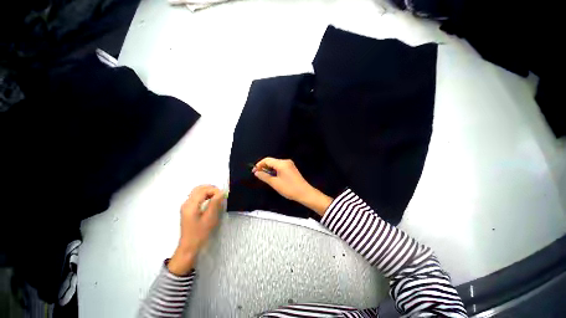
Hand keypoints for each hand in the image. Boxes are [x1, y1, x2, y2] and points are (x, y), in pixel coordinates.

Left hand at [168, 185, 223, 275]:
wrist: (189, 246)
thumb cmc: (200, 233)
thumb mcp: (210, 218)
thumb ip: (215, 203)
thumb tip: (222, 192)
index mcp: (190, 205)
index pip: (203, 190)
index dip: (215, 191)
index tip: (223, 196)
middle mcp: (186, 202)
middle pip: (199, 188)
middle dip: (211, 189)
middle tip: (221, 195)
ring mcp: (186, 205)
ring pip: (198, 191)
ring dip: (208, 191)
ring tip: (217, 198)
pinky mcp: (188, 208)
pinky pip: (197, 196)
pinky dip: (205, 195)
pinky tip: (211, 201)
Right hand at [253, 157, 332, 215]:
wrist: (304, 193)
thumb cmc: (289, 188)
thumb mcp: (275, 183)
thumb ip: (264, 176)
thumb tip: (256, 172)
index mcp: (282, 164)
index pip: (267, 160)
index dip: (259, 164)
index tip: (254, 171)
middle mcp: (286, 161)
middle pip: (271, 161)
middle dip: (264, 167)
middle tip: (258, 175)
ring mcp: (289, 164)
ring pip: (275, 164)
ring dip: (269, 169)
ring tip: (265, 177)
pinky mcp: (291, 168)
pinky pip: (280, 167)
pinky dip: (275, 170)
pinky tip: (273, 177)